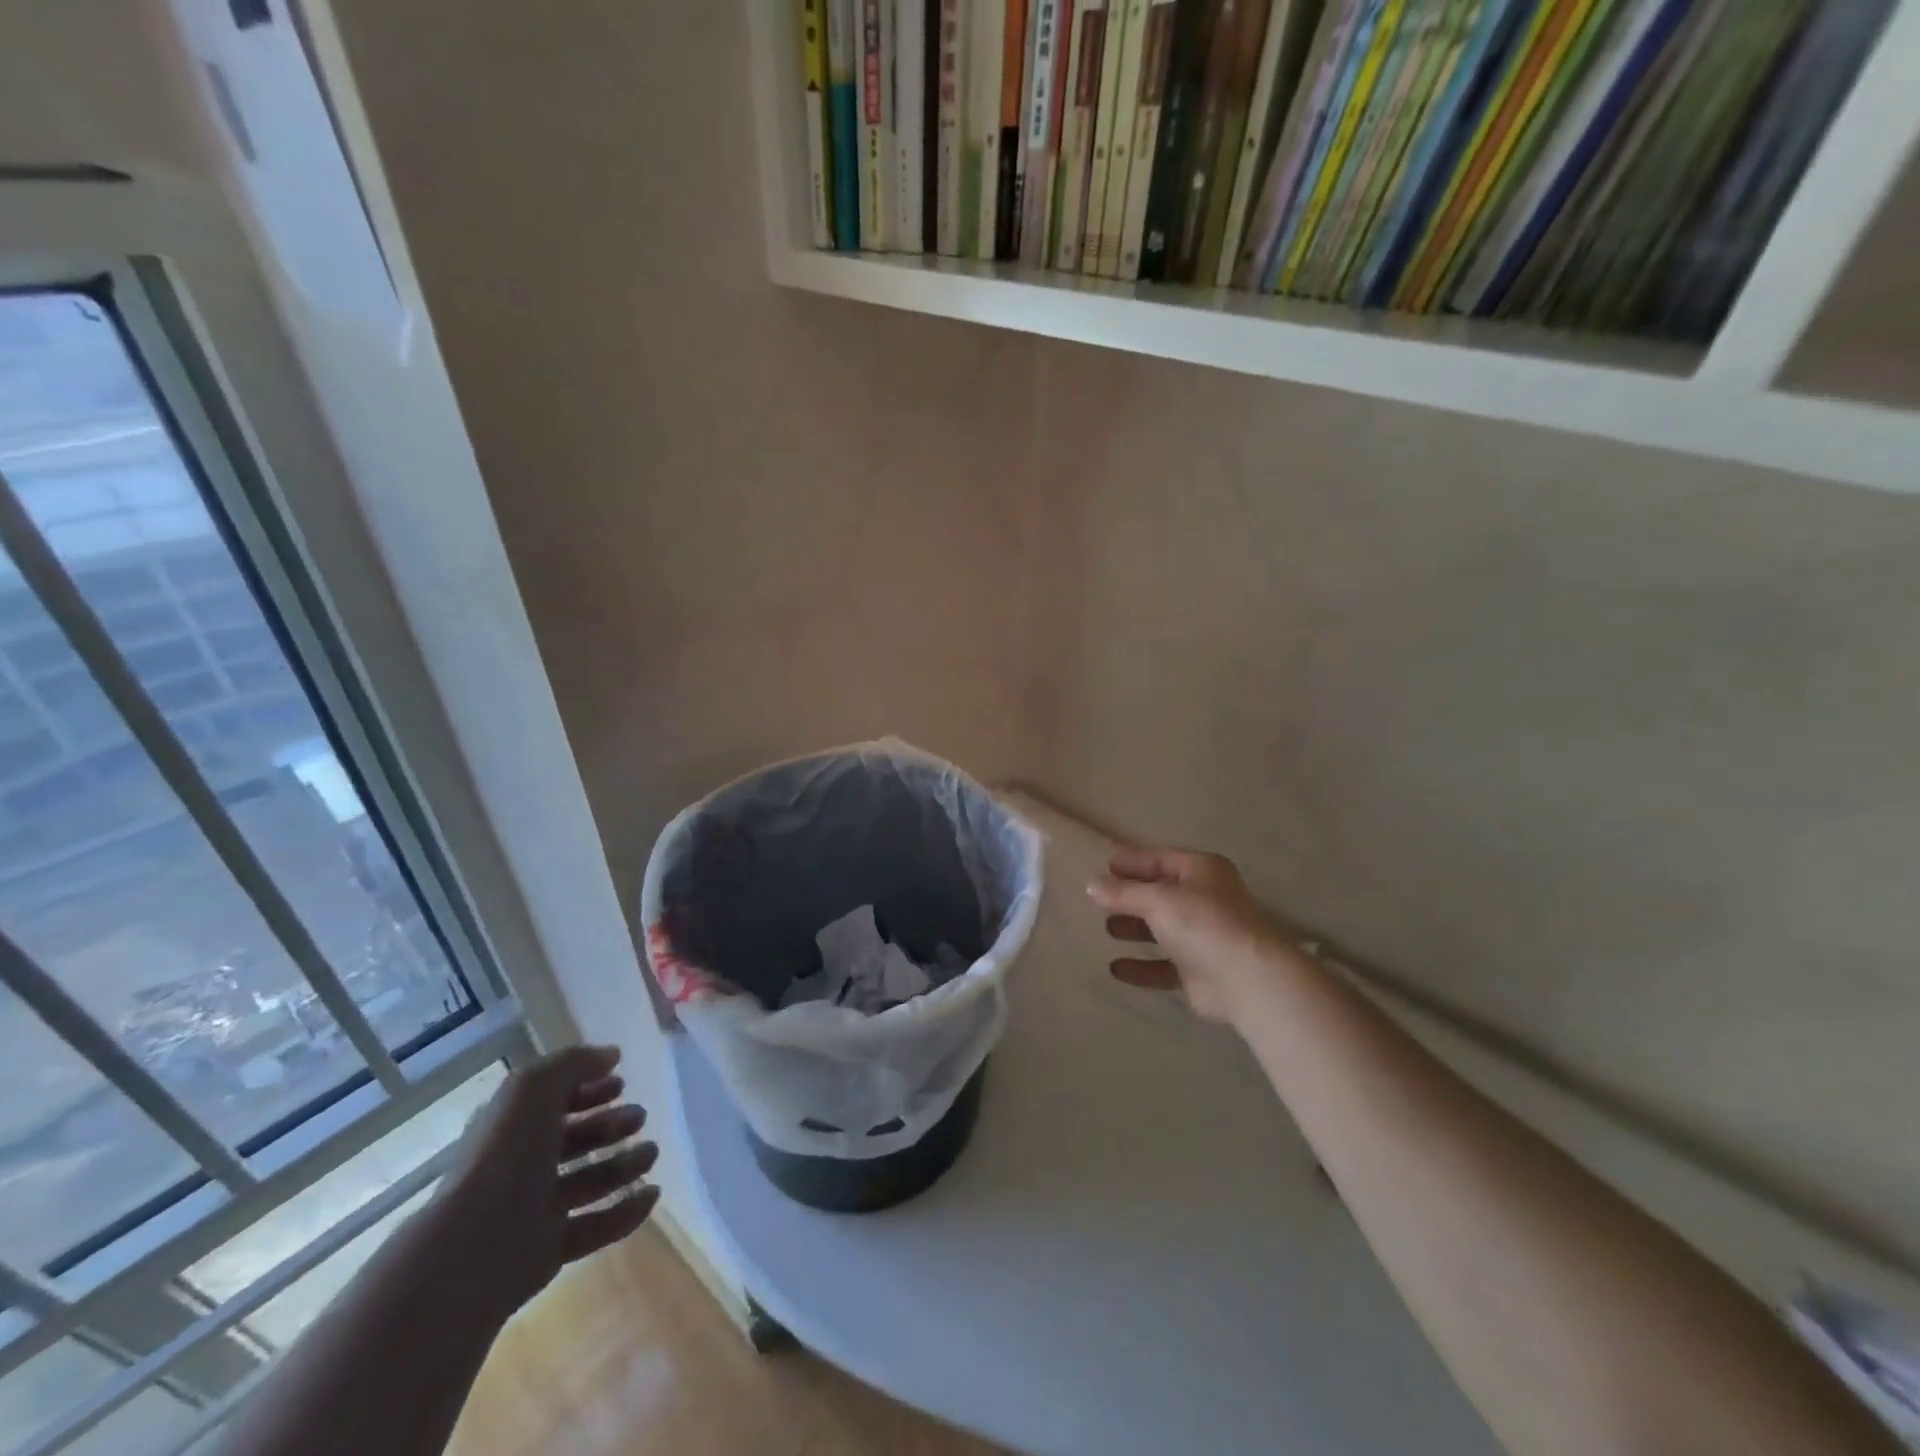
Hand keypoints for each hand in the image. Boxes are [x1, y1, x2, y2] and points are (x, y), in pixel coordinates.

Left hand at [431, 1045, 658, 1317]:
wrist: (475, 1246)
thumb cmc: (506, 1154)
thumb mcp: (534, 1088)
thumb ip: (574, 1063)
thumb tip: (610, 1055)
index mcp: (513, 1128)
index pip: (554, 1102)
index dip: (587, 1090)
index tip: (622, 1083)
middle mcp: (522, 1166)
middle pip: (574, 1141)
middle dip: (610, 1126)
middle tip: (641, 1118)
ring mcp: (535, 1210)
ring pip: (588, 1182)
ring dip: (623, 1166)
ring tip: (652, 1154)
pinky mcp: (549, 1249)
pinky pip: (595, 1227)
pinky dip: (625, 1212)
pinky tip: (652, 1196)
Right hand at [1088, 847, 1302, 1026]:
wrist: (1248, 980)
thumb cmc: (1203, 923)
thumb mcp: (1157, 899)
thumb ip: (1122, 892)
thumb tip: (1091, 885)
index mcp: (1202, 871)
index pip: (1161, 859)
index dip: (1133, 862)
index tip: (1103, 867)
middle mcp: (1205, 900)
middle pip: (1161, 894)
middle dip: (1131, 897)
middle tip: (1100, 900)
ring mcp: (1204, 938)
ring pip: (1163, 930)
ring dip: (1135, 929)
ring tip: (1107, 929)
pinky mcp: (1200, 972)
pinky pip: (1164, 966)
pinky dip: (1141, 967)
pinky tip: (1116, 969)